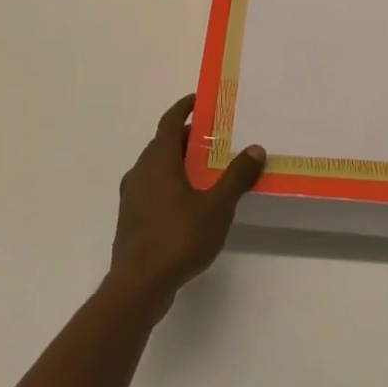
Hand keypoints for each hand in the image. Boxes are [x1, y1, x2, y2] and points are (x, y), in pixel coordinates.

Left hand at [108, 94, 265, 313]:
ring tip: (206, 169)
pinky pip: (153, 187)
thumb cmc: (177, 238)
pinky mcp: (132, 218)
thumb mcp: (216, 207)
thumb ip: (236, 177)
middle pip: (163, 144)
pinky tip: (190, 201)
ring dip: (179, 161)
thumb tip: (256, 148)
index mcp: (158, 161)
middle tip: (214, 138)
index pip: (169, 122)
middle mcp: (140, 172)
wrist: (138, 286)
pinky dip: (171, 182)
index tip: (198, 100)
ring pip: (157, 167)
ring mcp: (132, 196)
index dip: (183, 108)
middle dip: (187, 138)